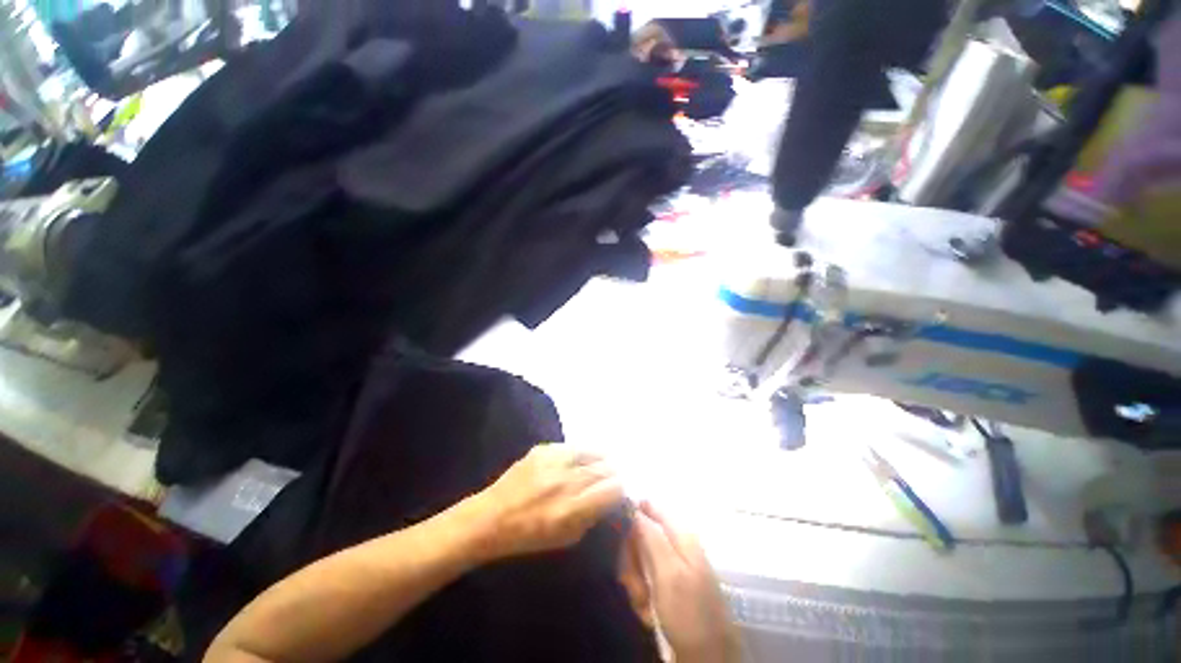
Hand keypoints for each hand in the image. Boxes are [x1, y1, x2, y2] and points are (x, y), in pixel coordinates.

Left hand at [467, 444, 623, 560]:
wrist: (491, 517)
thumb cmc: (529, 536)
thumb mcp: (566, 538)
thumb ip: (592, 516)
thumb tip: (611, 497)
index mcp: (572, 508)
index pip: (613, 488)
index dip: (623, 488)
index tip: (623, 490)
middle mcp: (566, 480)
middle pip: (605, 467)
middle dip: (615, 472)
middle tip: (616, 476)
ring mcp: (554, 461)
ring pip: (592, 451)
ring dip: (602, 459)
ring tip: (603, 464)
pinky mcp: (543, 449)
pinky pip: (573, 447)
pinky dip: (582, 453)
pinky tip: (581, 459)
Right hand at [633, 502, 741, 662]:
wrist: (707, 657)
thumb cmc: (689, 612)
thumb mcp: (668, 572)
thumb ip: (651, 536)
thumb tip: (633, 506)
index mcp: (680, 533)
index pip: (648, 508)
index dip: (630, 521)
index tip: (620, 541)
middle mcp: (676, 544)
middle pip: (640, 537)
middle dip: (632, 561)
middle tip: (634, 585)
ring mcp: (671, 566)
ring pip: (639, 560)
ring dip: (635, 583)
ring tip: (644, 604)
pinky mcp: (667, 586)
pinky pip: (643, 580)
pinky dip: (641, 597)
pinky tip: (648, 613)